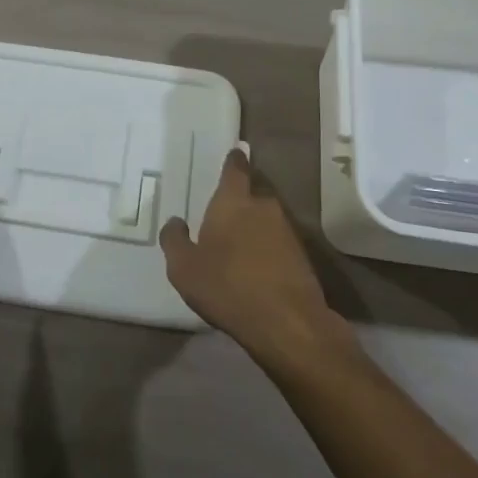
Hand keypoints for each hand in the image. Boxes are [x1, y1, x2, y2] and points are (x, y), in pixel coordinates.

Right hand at [161, 148, 350, 365]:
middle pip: (253, 194)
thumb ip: (175, 241)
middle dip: (242, 200)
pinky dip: (269, 250)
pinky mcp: (303, 257)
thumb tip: (175, 222)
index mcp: (233, 201)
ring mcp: (288, 231)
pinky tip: (257, 269)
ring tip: (240, 246)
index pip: (235, 169)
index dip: (234, 161)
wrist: (288, 323)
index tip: (235, 153)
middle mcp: (263, 207)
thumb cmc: (227, 286)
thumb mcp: (184, 268)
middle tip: (225, 214)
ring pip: (267, 219)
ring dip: (256, 228)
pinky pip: (279, 243)